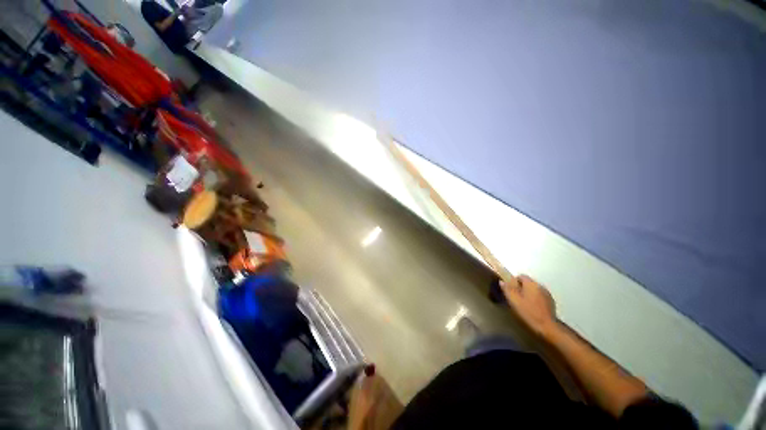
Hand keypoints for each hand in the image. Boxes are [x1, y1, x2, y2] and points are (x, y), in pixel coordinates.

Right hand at [501, 275, 557, 337]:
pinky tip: (533, 308)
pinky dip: (536, 299)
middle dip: (522, 288)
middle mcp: (540, 286)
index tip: (511, 291)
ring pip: (534, 289)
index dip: (514, 282)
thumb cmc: (528, 312)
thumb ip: (507, 289)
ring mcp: (547, 294)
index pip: (521, 276)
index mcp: (531, 284)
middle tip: (517, 298)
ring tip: (525, 304)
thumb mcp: (514, 300)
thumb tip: (502, 281)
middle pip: (528, 282)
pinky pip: (540, 296)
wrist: (547, 326)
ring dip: (529, 293)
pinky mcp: (551, 302)